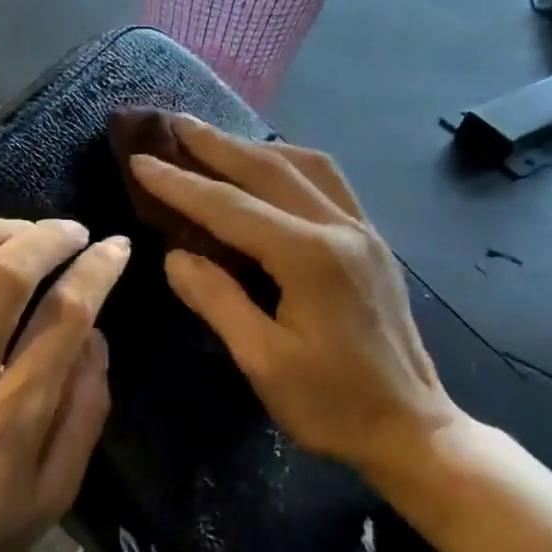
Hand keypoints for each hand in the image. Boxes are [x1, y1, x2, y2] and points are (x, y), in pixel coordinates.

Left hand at [0, 182, 131, 551]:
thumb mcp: (59, 490)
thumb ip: (85, 410)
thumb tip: (96, 335)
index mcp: (13, 419)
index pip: (65, 320)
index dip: (97, 272)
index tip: (116, 249)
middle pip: (4, 282)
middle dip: (48, 241)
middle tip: (73, 232)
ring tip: (21, 227)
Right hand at [128, 117, 467, 481]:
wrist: (410, 427)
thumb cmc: (331, 405)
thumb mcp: (262, 361)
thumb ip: (217, 300)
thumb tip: (175, 255)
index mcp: (311, 259)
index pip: (231, 207)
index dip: (181, 184)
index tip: (140, 161)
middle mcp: (342, 229)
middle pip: (271, 169)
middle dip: (217, 145)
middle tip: (174, 123)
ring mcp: (364, 232)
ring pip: (307, 166)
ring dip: (256, 148)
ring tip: (216, 141)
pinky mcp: (373, 244)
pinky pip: (329, 184)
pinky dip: (291, 165)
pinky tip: (272, 171)